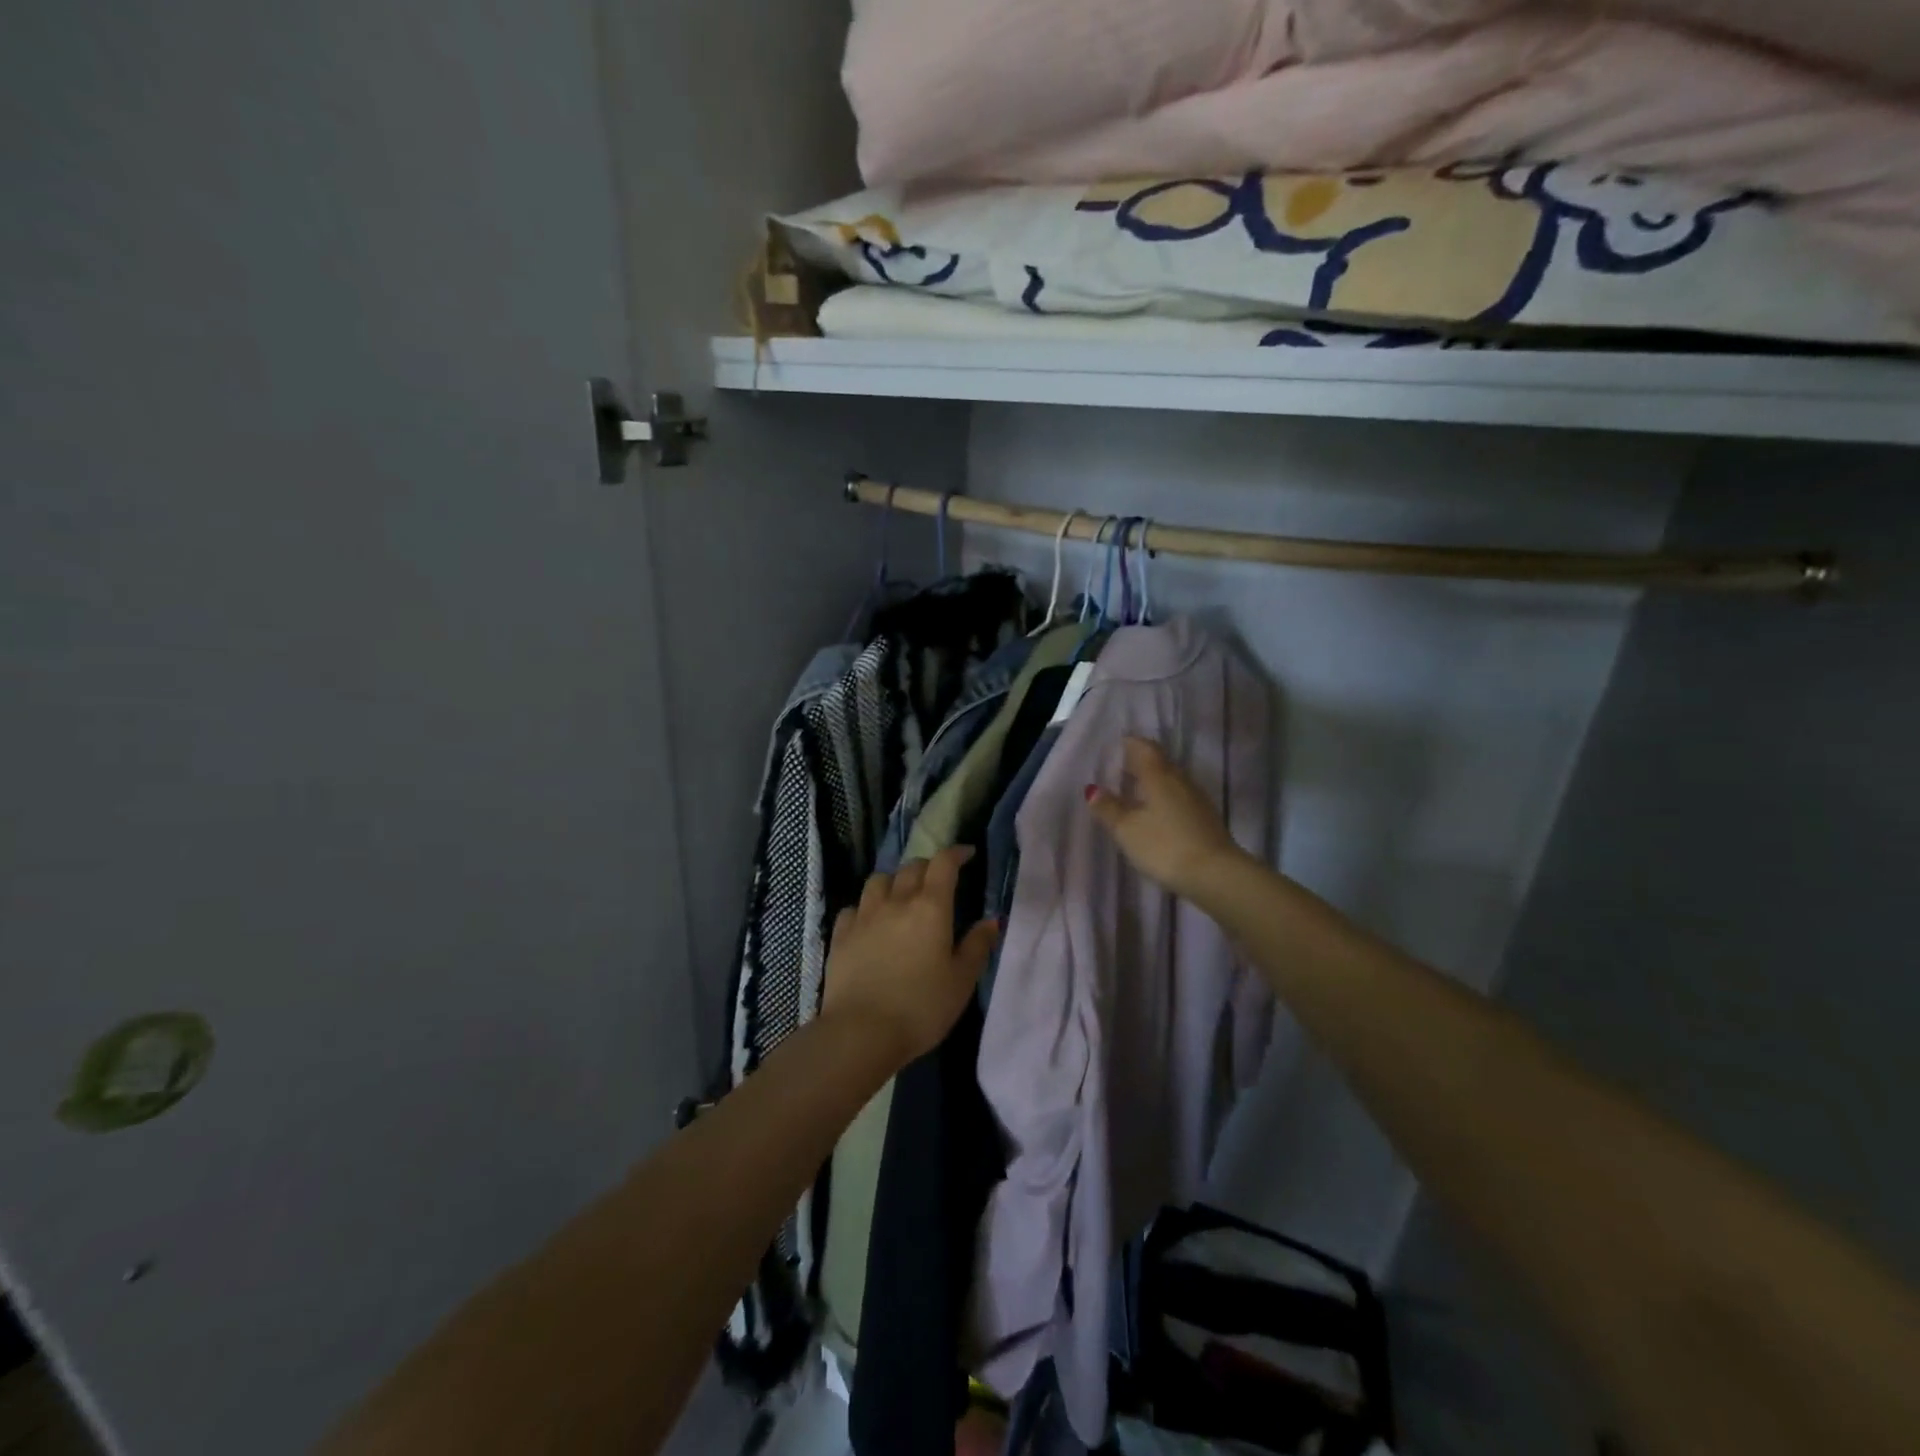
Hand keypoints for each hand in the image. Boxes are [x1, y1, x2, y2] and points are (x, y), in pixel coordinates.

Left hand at [823, 847, 1000, 1067]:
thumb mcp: (961, 981)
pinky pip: (854, 907)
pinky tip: (870, 922)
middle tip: (938, 880)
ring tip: (901, 896)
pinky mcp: (841, 934)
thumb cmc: (921, 1007)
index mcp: (930, 907)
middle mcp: (896, 901)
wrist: (862, 1032)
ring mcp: (864, 916)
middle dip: (928, 867)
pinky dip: (866, 907)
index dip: (956, 854)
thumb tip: (991, 920)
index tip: (967, 855)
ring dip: (894, 881)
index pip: (943, 864)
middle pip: (911, 867)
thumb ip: (977, 946)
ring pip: (879, 880)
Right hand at [1086, 736, 1247, 900]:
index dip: (1130, 744)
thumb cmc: (1164, 846)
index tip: (1115, 746)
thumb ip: (1109, 807)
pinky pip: (1180, 797)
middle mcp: (1180, 780)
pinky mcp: (1205, 818)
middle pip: (1159, 762)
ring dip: (1153, 781)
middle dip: (1140, 762)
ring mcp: (1197, 799)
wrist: (1215, 875)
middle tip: (1120, 768)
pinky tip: (1156, 813)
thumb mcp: (1127, 829)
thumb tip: (1092, 788)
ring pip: (1171, 780)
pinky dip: (1165, 798)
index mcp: (1159, 775)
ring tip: (1134, 791)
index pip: (1144, 748)